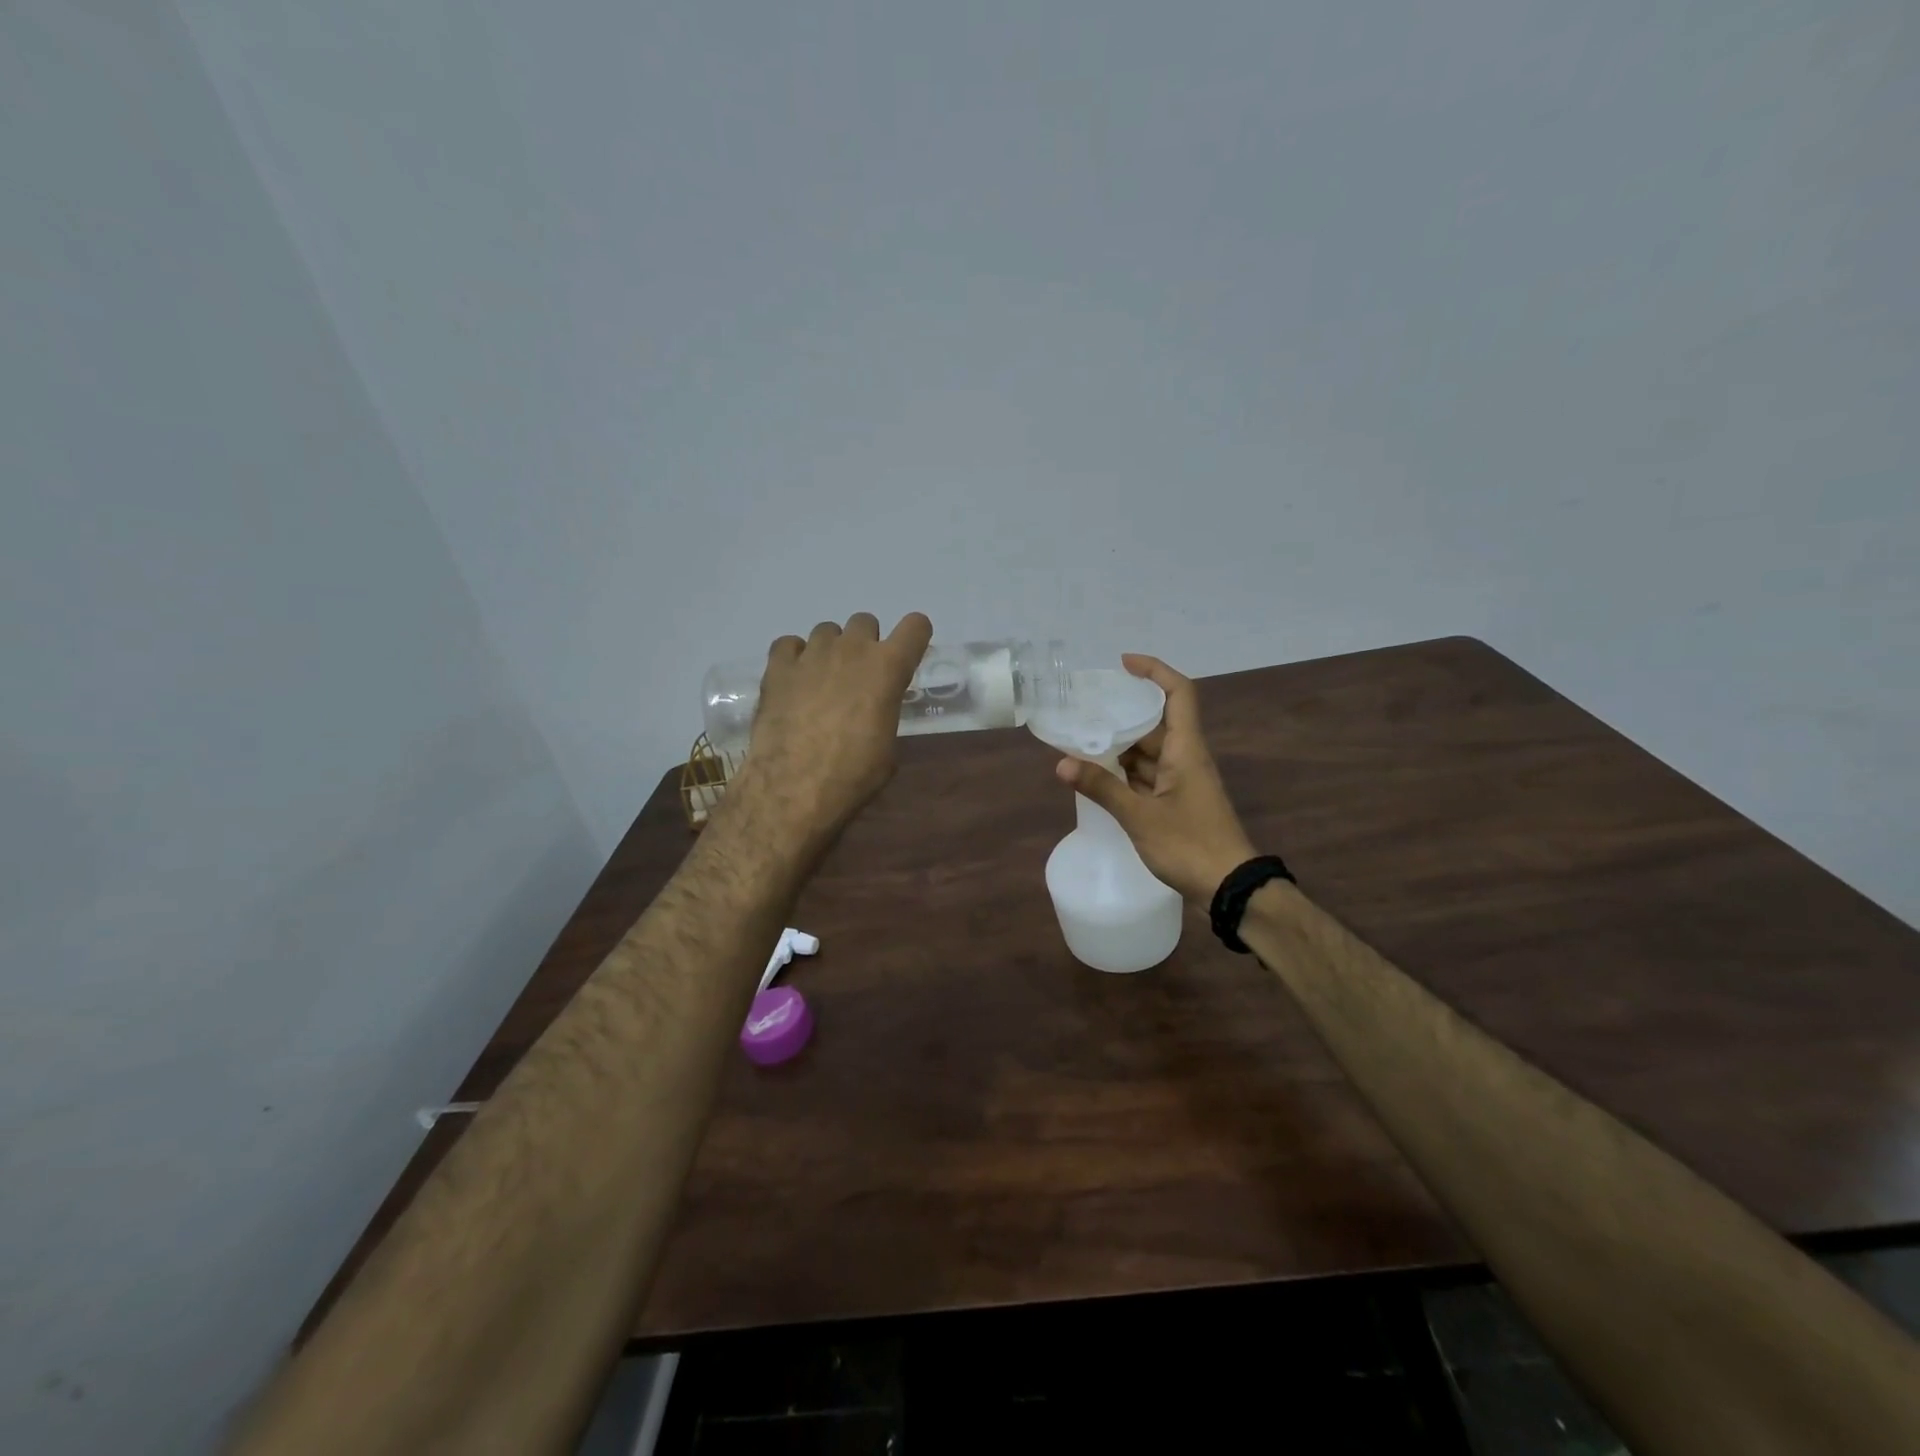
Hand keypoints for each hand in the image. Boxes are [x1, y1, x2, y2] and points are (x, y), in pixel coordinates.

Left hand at [727, 612, 933, 849]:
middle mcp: (852, 649)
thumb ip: (885, 711)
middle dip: (866, 643)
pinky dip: (794, 657)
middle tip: (859, 675)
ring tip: (822, 681)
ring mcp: (812, 653)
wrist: (794, 785)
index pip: (915, 626)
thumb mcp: (888, 745)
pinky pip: (789, 645)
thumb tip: (875, 709)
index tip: (908, 654)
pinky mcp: (778, 666)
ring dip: (830, 649)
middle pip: (865, 622)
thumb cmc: (854, 773)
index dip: (914, 637)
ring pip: (826, 631)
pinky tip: (794, 680)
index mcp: (888, 667)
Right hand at [1054, 654, 1256, 904]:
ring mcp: (1183, 782)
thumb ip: (1102, 789)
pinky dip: (1125, 774)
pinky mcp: (1178, 804)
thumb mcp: (1140, 817)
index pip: (1179, 693)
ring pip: (1150, 752)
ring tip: (1081, 742)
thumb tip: (1061, 764)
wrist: (1230, 887)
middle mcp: (1187, 758)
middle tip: (1085, 710)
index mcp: (1187, 750)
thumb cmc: (1190, 845)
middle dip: (1122, 715)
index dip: (1154, 671)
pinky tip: (1098, 777)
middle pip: (1156, 723)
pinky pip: (1149, 776)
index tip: (1123, 664)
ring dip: (1120, 747)